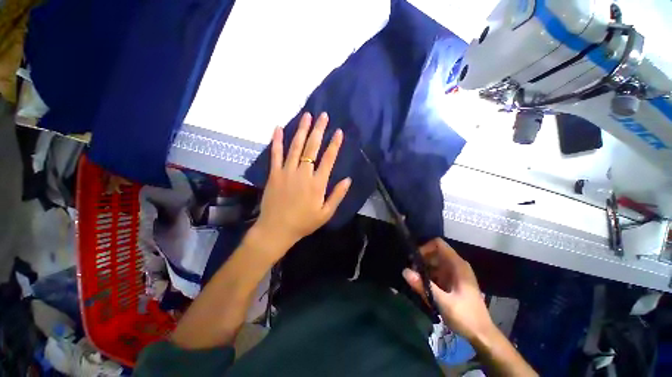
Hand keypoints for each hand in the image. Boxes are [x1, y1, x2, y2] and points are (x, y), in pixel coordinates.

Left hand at [253, 112, 350, 258]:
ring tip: (307, 116)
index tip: (339, 131)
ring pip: (295, 146)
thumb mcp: (326, 213)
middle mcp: (303, 173)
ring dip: (302, 130)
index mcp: (317, 183)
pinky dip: (277, 141)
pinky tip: (279, 128)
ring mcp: (287, 171)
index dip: (334, 145)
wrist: (277, 229)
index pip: (328, 159)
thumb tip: (348, 179)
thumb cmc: (304, 223)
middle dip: (319, 130)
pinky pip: (275, 154)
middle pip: (312, 147)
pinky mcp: (274, 173)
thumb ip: (337, 195)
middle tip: (323, 116)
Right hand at [403, 238, 494, 342]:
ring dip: (424, 270)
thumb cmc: (465, 316)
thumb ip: (423, 286)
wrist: (482, 335)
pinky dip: (429, 277)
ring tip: (417, 282)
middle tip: (413, 272)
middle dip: (422, 260)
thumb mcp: (443, 302)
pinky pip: (437, 272)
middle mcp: (456, 265)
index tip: (415, 260)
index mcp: (457, 265)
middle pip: (434, 253)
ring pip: (434, 263)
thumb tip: (404, 271)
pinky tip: (425, 289)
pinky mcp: (452, 281)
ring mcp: (455, 273)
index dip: (424, 247)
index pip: (438, 244)